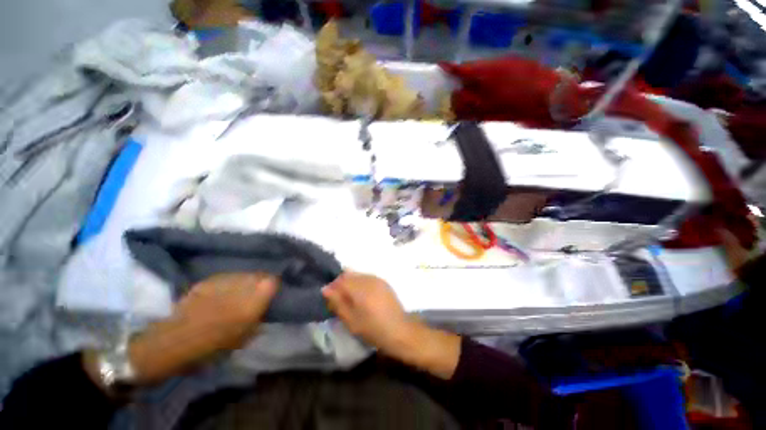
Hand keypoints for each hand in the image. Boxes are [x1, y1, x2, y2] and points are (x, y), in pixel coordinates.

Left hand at [126, 273, 277, 383]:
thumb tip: (263, 312)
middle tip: (254, 295)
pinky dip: (227, 284)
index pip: (274, 281)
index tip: (270, 295)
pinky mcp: (209, 279)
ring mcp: (225, 279)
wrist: (174, 341)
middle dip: (259, 283)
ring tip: (236, 295)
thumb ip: (258, 321)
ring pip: (243, 275)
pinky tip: (219, 296)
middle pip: (259, 275)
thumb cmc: (214, 345)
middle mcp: (244, 283)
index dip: (273, 287)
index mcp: (256, 297)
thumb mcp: (244, 338)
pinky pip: (226, 278)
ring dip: (244, 282)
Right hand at [322, 272, 410, 354]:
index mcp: (360, 289)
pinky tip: (363, 296)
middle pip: (349, 274)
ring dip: (351, 283)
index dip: (333, 287)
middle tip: (340, 299)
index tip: (331, 298)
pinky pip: (367, 277)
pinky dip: (361, 283)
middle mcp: (369, 279)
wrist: (399, 330)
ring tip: (352, 299)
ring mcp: (377, 279)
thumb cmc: (373, 329)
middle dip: (341, 283)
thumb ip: (338, 302)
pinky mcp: (383, 282)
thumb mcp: (351, 320)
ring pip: (358, 275)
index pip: (341, 279)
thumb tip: (326, 288)